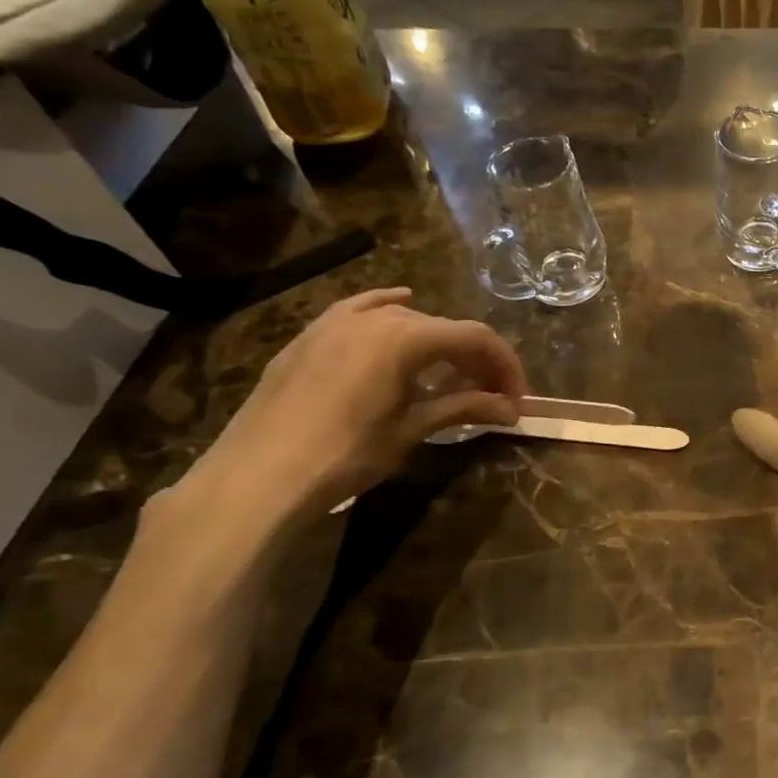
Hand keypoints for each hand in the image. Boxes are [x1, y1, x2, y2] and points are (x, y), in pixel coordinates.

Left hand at [174, 288, 527, 522]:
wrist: (259, 474)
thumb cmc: (346, 454)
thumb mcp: (411, 430)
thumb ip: (464, 408)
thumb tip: (511, 410)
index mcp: (406, 337)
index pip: (476, 338)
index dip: (506, 366)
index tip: (517, 400)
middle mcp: (376, 317)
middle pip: (445, 328)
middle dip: (476, 360)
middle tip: (491, 397)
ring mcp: (337, 321)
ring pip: (407, 319)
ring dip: (439, 344)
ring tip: (450, 376)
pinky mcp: (312, 335)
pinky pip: (362, 308)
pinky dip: (389, 308)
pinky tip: (400, 303)